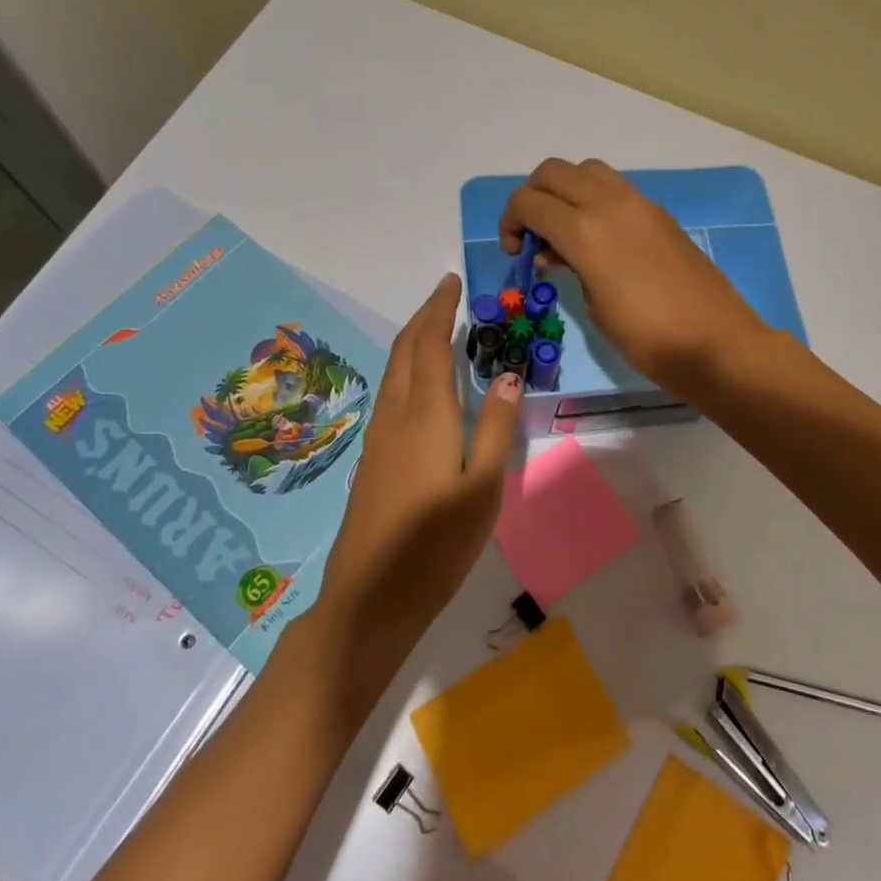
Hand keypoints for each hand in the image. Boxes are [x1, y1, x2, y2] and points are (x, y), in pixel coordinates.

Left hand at [318, 274, 521, 643]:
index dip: (439, 309)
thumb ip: (497, 426)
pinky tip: (422, 385)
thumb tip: (510, 374)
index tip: (451, 282)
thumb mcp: (484, 486)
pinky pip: (391, 394)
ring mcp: (379, 437)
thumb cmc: (437, 543)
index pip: (429, 344)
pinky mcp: (373, 459)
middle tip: (446, 296)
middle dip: (423, 317)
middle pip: (404, 350)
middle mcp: (397, 415)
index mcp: (426, 414)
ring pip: (393, 371)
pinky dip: (407, 369)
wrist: (370, 598)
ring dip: (413, 341)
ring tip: (438, 329)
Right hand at [499, 158, 769, 397]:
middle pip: (553, 172)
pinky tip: (600, 238)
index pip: (528, 201)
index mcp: (584, 230)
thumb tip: (559, 251)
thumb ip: (570, 267)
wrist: (715, 341)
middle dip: (532, 197)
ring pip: (586, 170)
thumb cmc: (647, 337)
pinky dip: (594, 200)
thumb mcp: (594, 307)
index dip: (510, 222)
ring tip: (567, 232)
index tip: (516, 252)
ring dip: (565, 191)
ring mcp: (639, 203)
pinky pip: (615, 188)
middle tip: (534, 235)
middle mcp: (608, 203)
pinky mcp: (659, 213)